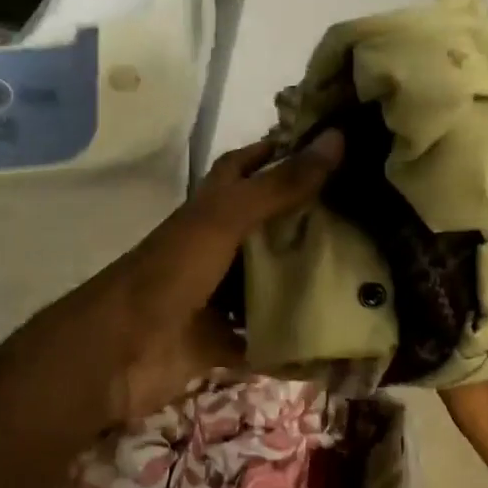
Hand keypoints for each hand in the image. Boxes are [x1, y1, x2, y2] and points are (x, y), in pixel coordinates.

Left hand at [30, 131, 344, 426]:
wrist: (118, 351)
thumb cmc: (172, 270)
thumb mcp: (227, 219)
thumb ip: (280, 184)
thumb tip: (337, 137)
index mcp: (212, 207)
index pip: (249, 165)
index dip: (282, 151)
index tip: (333, 147)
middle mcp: (217, 244)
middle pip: (268, 225)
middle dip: (310, 219)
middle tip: (369, 214)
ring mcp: (218, 293)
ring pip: (269, 280)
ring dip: (305, 278)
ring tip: (367, 273)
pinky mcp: (222, 338)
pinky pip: (264, 336)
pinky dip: (292, 338)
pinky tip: (336, 334)